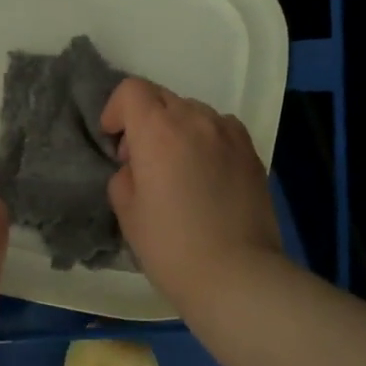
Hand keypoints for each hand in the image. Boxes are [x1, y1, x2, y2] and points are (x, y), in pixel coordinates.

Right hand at [101, 79, 284, 302]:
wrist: (236, 275)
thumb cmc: (171, 246)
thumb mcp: (127, 212)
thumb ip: (125, 175)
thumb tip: (137, 166)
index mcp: (157, 130)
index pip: (131, 90)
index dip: (116, 110)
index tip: (114, 140)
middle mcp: (195, 119)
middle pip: (161, 97)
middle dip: (145, 119)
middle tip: (142, 158)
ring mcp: (228, 132)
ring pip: (193, 111)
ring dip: (177, 128)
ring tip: (178, 167)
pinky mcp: (251, 151)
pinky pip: (220, 128)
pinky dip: (206, 138)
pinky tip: (207, 172)